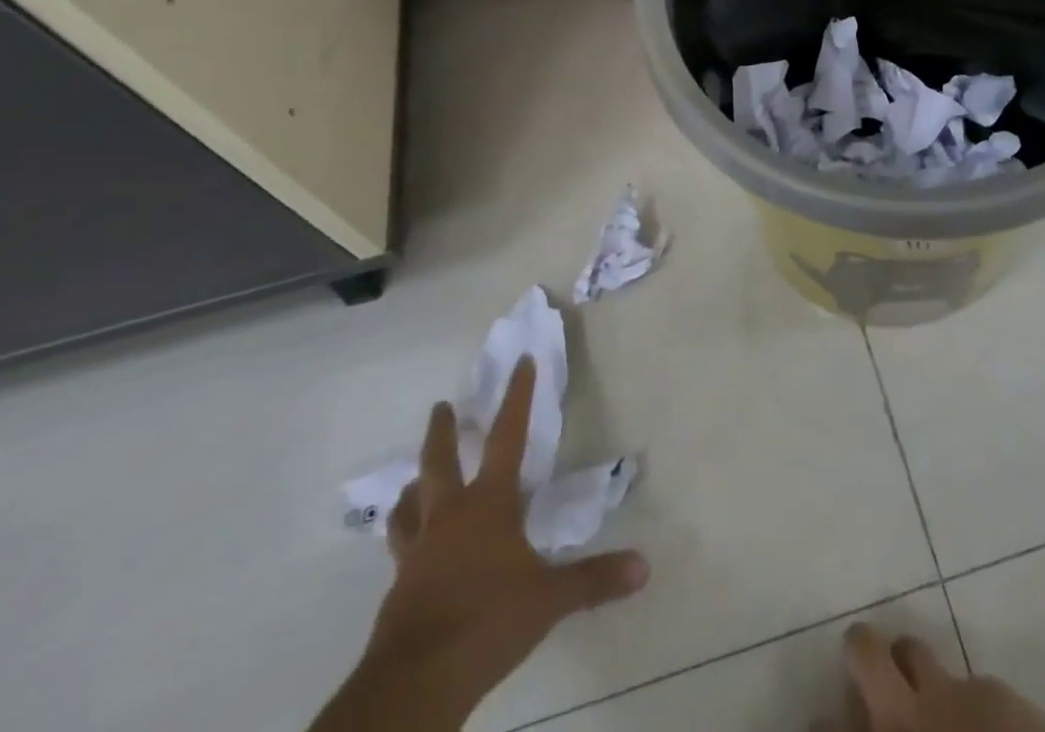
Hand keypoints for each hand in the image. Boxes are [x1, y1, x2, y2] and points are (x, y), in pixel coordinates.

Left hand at [311, 358, 648, 731]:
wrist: (414, 682)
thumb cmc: (487, 622)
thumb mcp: (550, 599)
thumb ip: (594, 579)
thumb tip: (644, 566)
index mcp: (489, 504)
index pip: (508, 437)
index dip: (517, 397)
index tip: (521, 362)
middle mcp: (449, 516)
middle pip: (440, 461)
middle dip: (443, 430)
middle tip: (441, 406)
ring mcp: (419, 552)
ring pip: (411, 504)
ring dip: (415, 484)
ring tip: (415, 477)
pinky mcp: (400, 588)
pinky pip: (402, 549)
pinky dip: (407, 535)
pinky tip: (410, 547)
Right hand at [818, 623, 1044, 731]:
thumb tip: (875, 727)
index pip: (827, 726)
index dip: (824, 723)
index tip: (825, 722)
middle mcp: (901, 714)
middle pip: (864, 650)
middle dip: (860, 650)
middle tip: (866, 665)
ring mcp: (947, 694)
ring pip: (914, 650)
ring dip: (912, 666)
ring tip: (922, 691)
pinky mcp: (991, 692)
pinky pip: (967, 685)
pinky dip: (966, 703)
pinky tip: (981, 728)